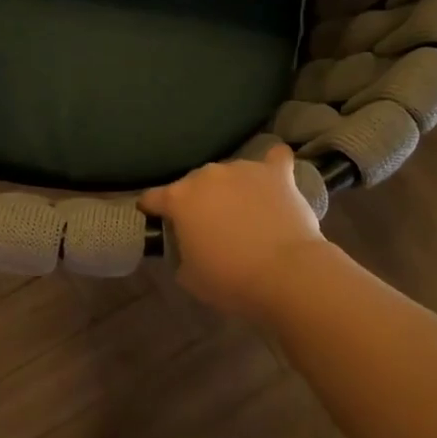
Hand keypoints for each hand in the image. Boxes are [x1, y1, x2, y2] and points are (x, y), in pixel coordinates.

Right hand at [140, 144, 326, 318]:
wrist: (285, 274)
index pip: (152, 197)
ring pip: (229, 173)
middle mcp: (207, 175)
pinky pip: (274, 158)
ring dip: (231, 188)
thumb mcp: (188, 276)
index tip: (154, 220)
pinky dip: (272, 166)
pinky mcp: (277, 173)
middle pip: (193, 183)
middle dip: (196, 200)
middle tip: (208, 225)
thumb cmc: (229, 279)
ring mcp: (243, 169)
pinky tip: (274, 176)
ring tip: (244, 211)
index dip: (151, 210)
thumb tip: (189, 246)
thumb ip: (181, 253)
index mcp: (178, 199)